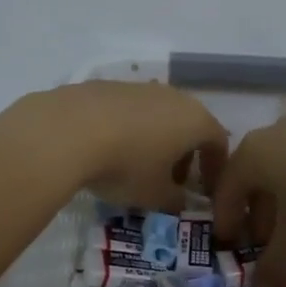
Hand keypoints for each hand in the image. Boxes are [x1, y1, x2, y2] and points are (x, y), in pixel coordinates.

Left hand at [19, 81, 227, 212]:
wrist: (67, 130)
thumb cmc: (125, 166)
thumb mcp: (154, 196)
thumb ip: (175, 200)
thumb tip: (180, 201)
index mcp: (194, 120)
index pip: (218, 141)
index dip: (216, 167)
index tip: (206, 189)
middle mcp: (172, 96)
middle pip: (189, 124)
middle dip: (185, 153)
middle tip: (172, 179)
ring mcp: (139, 87)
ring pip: (158, 115)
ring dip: (156, 139)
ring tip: (137, 164)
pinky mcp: (107, 85)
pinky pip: (129, 110)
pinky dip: (128, 128)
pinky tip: (109, 147)